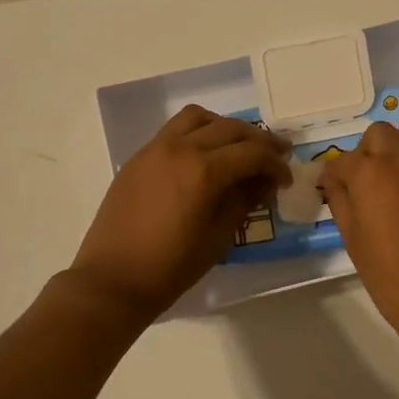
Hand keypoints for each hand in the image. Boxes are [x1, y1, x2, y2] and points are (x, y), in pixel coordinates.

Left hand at [71, 105, 291, 319]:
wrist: (113, 279)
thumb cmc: (171, 267)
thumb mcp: (218, 237)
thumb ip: (242, 201)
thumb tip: (261, 183)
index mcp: (204, 170)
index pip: (252, 153)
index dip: (275, 164)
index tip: (285, 179)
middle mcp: (180, 148)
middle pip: (229, 128)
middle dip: (258, 141)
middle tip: (276, 155)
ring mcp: (155, 149)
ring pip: (198, 118)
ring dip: (224, 128)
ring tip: (237, 148)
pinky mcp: (138, 158)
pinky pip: (174, 131)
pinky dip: (197, 133)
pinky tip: (204, 156)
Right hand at [319, 122, 398, 337]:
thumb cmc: (389, 273)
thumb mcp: (352, 238)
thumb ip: (340, 200)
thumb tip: (334, 182)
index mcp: (372, 172)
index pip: (344, 160)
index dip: (333, 175)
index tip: (330, 190)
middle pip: (379, 135)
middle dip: (365, 152)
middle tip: (361, 184)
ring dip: (391, 159)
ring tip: (386, 194)